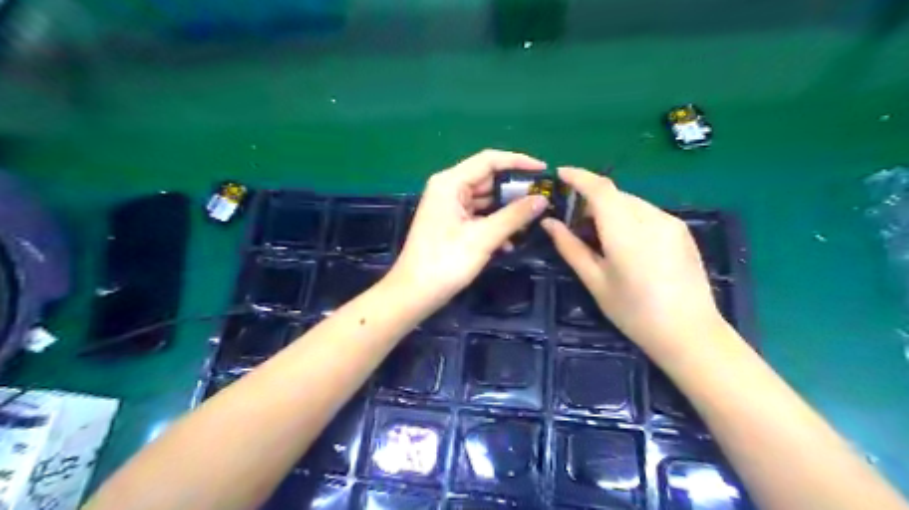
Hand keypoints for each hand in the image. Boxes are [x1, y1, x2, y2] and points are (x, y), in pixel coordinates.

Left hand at [389, 147, 545, 307]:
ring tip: (531, 221)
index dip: (518, 161)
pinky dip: (494, 225)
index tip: (543, 170)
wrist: (414, 293)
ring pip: (485, 200)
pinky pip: (478, 216)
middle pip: (488, 179)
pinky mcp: (451, 224)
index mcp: (450, 183)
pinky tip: (509, 243)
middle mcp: (448, 189)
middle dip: (514, 190)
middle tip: (542, 199)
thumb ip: (514, 216)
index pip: (489, 160)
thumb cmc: (445, 261)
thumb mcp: (484, 237)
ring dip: (506, 211)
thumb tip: (542, 199)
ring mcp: (449, 207)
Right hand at [538, 168, 724, 353]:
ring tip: (599, 235)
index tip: (560, 174)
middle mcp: (651, 218)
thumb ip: (570, 248)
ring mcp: (671, 222)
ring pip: (631, 202)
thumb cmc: (634, 312)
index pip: (600, 189)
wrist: (690, 333)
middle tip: (574, 221)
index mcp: (626, 231)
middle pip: (615, 194)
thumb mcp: (595, 282)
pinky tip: (625, 243)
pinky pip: (647, 212)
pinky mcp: (681, 230)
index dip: (578, 177)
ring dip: (610, 209)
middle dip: (591, 199)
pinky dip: (628, 217)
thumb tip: (549, 223)